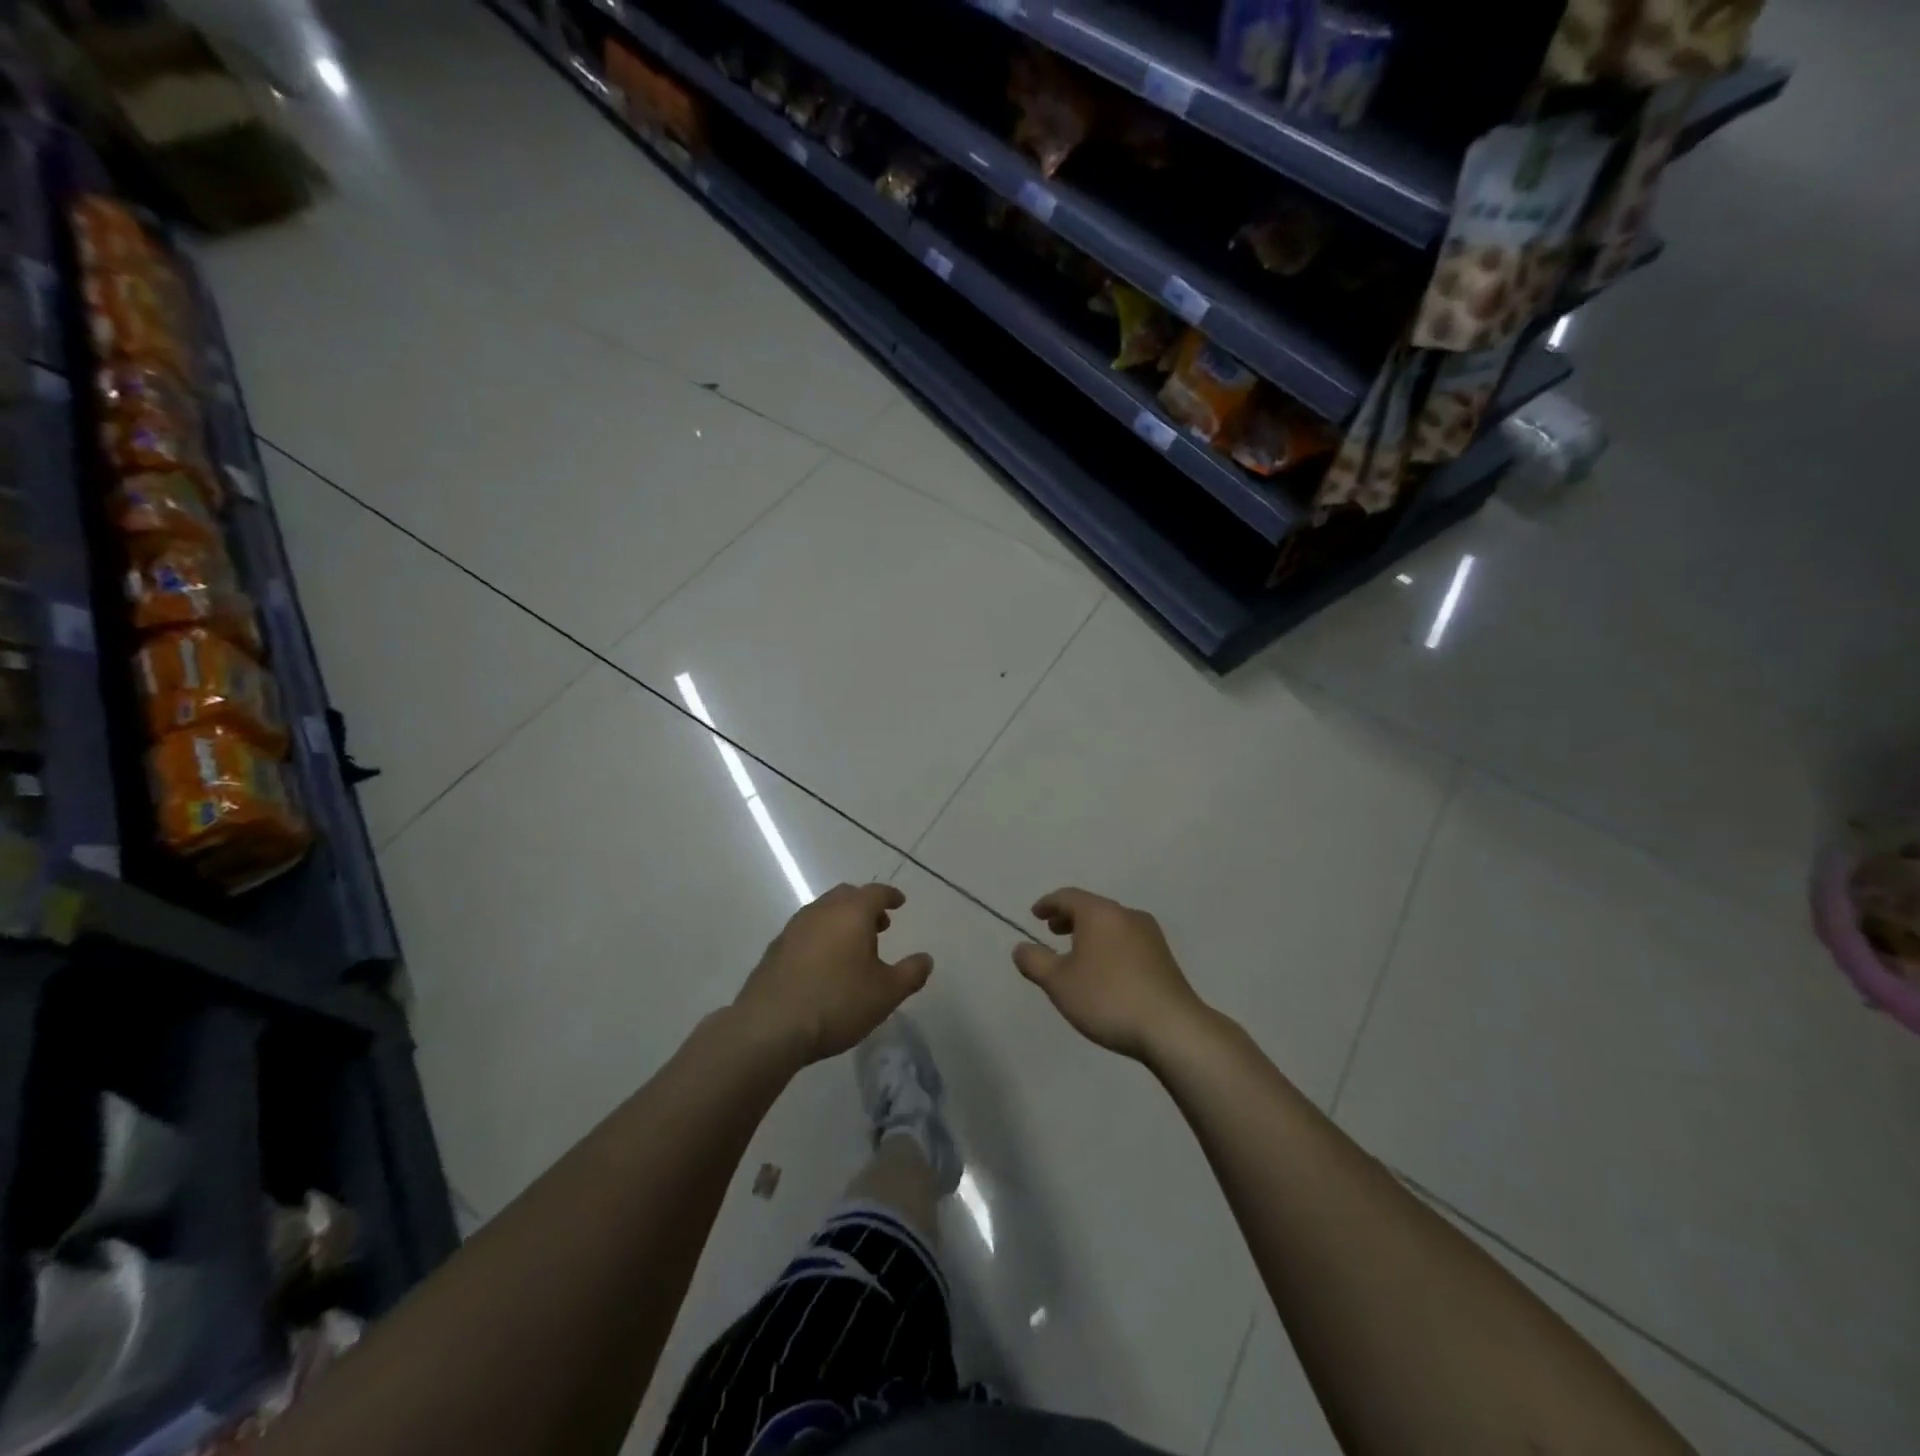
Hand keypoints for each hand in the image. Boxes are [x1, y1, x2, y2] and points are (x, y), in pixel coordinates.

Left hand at [734, 883, 932, 1065]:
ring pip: (823, 912)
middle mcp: (821, 911)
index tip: (899, 902)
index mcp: (851, 912)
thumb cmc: (837, 1002)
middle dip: (865, 906)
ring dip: (841, 921)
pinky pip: (805, 932)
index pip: (876, 893)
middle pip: (846, 896)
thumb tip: (925, 959)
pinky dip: (820, 937)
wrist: (770, 1026)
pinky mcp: (774, 949)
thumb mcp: (886, 993)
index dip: (890, 896)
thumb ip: (910, 973)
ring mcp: (793, 928)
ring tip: (852, 947)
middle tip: (879, 925)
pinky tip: (823, 964)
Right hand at [1012, 888, 1208, 1060]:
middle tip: (1052, 930)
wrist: (1172, 1027)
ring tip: (1076, 952)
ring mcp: (1150, 935)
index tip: (1035, 914)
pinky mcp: (1163, 957)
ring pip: (1111, 923)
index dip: (1048, 903)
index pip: (1068, 896)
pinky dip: (1108, 944)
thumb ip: (1035, 962)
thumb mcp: (1059, 983)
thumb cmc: (1108, 998)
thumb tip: (1021, 947)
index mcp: (1100, 913)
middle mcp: (1126, 915)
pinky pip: (1127, 939)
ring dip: (1090, 932)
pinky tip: (1104, 970)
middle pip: (1092, 907)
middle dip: (1069, 917)